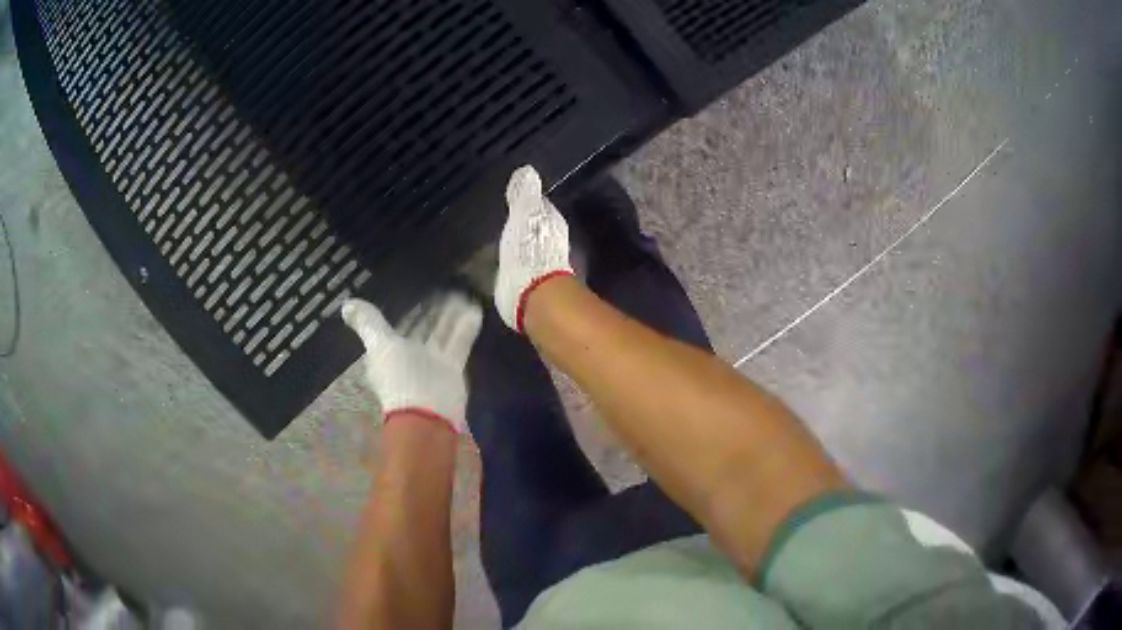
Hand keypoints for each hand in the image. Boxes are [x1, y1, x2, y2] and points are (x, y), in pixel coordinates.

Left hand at [342, 293, 481, 432]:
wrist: (427, 412)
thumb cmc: (399, 376)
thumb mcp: (379, 344)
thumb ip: (368, 322)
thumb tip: (346, 304)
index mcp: (389, 352)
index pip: (398, 327)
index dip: (407, 313)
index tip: (416, 293)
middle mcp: (410, 356)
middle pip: (422, 330)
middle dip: (432, 313)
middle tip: (445, 290)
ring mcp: (432, 363)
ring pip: (442, 334)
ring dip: (451, 316)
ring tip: (463, 294)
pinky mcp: (452, 368)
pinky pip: (459, 342)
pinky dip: (465, 327)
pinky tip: (474, 308)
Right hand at [495, 165, 573, 331]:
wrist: (536, 298)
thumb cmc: (530, 252)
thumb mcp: (524, 215)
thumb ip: (525, 195)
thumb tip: (527, 171)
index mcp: (551, 222)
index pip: (539, 207)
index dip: (528, 204)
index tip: (514, 199)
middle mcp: (553, 242)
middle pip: (536, 229)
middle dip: (524, 226)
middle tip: (504, 221)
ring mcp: (545, 266)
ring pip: (531, 248)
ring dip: (520, 247)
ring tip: (499, 245)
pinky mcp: (534, 288)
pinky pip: (523, 269)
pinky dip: (515, 267)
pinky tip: (502, 268)